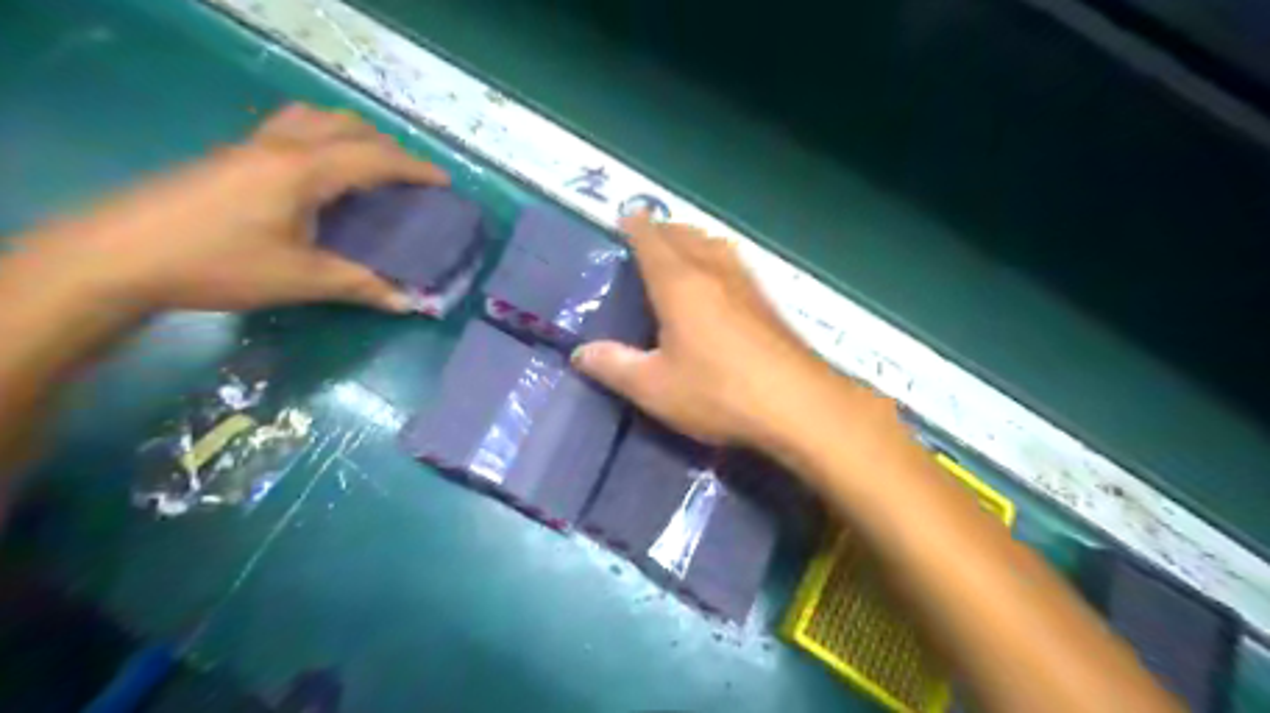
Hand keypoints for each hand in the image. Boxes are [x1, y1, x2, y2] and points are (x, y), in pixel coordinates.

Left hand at [18, 100, 451, 310]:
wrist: (120, 257)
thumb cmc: (221, 264)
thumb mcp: (302, 280)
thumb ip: (361, 285)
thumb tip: (408, 302)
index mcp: (304, 170)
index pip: (374, 157)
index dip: (415, 168)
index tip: (444, 182)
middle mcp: (281, 146)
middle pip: (346, 125)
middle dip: (386, 145)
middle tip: (406, 178)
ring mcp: (250, 146)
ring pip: (313, 117)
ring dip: (349, 134)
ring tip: (365, 165)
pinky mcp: (229, 156)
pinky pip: (288, 127)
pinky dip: (319, 137)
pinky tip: (316, 172)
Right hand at [574, 212, 873, 447]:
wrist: (798, 404)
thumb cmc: (718, 392)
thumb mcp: (654, 387)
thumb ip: (614, 366)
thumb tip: (580, 353)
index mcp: (679, 283)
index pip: (652, 239)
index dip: (636, 225)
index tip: (625, 217)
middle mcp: (713, 271)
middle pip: (685, 234)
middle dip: (663, 229)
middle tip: (645, 239)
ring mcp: (747, 283)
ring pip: (714, 244)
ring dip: (693, 240)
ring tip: (680, 251)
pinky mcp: (768, 302)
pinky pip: (735, 263)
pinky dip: (717, 258)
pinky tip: (720, 281)